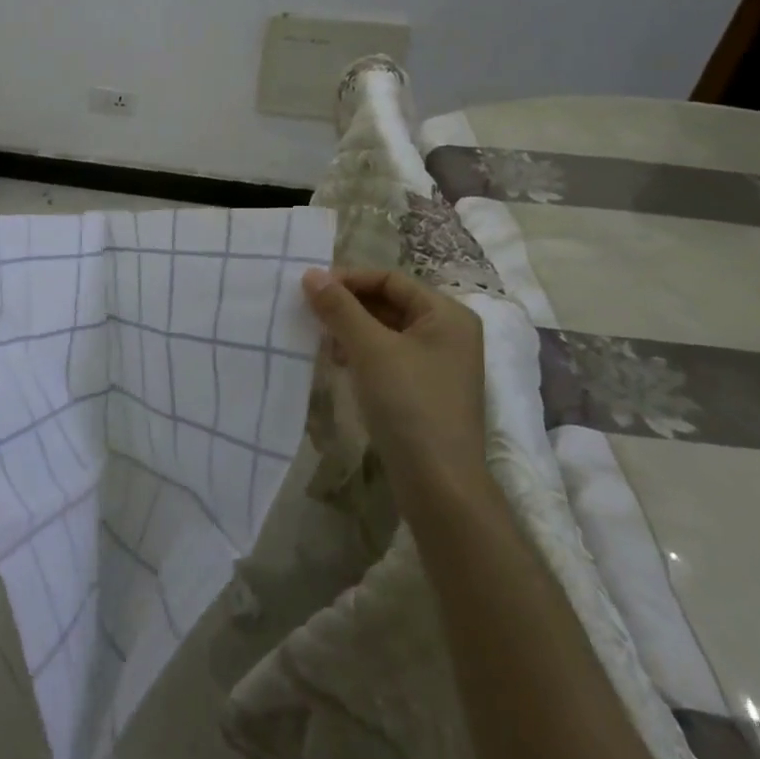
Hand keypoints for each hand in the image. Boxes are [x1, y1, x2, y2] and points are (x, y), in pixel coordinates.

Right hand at [301, 267, 490, 519]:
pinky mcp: (425, 390)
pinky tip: (338, 363)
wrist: (439, 484)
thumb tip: (310, 273)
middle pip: (389, 302)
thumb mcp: (369, 349)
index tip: (311, 288)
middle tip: (310, 312)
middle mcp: (449, 333)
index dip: (349, 279)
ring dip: (351, 329)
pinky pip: (388, 356)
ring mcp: (439, 364)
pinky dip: (362, 353)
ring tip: (321, 339)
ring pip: (386, 330)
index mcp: (447, 315)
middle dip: (349, 305)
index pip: (390, 279)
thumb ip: (339, 307)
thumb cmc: (409, 404)